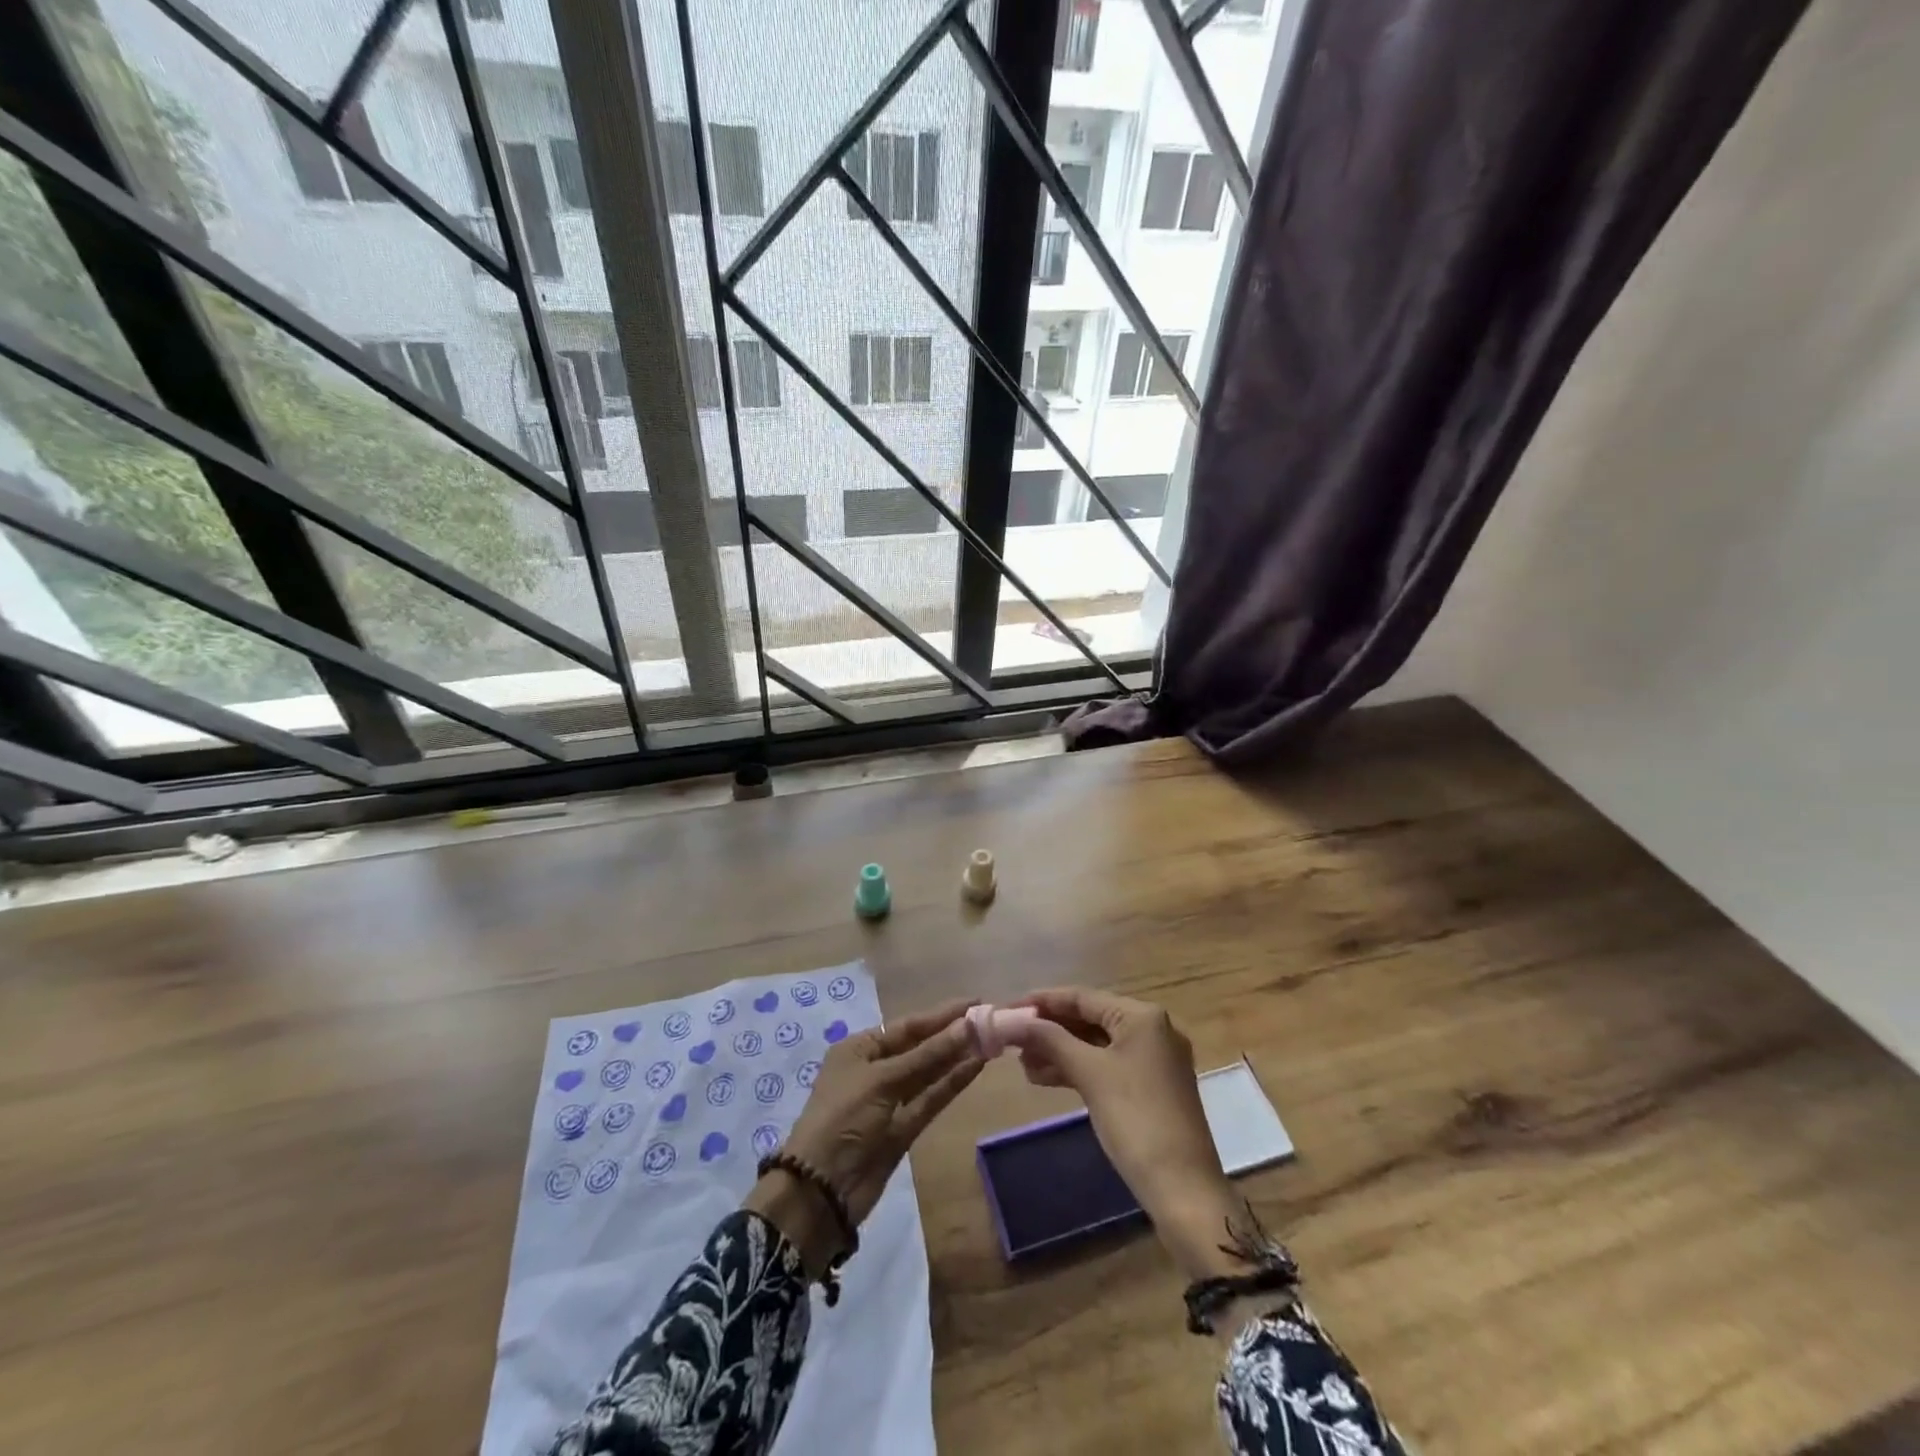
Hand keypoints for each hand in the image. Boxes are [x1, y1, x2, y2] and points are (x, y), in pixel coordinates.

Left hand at [746, 997, 981, 1271]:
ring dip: (956, 1057)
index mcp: (859, 1049)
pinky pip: (931, 1098)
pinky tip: (975, 1067)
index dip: (940, 1015)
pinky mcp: (904, 1128)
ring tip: (990, 1040)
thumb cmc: (843, 1118)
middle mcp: (875, 1070)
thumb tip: (966, 1025)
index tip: (974, 1002)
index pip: (906, 1026)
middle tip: (989, 1021)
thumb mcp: (882, 1080)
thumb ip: (926, 1055)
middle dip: (951, 1035)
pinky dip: (951, 1084)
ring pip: (928, 1073)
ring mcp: (890, 1100)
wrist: (822, 1189)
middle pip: (919, 1047)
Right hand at [1005, 987, 1243, 1279]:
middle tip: (1012, 1040)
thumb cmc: (1136, 1120)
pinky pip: (1107, 1065)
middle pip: (1089, 1018)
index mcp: (1142, 1016)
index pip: (1082, 997)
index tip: (1008, 1009)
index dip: (1042, 1001)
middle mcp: (1152, 1029)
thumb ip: (1051, 1041)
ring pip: (1096, 1044)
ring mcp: (1154, 1060)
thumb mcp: (1090, 1075)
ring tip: (1023, 1064)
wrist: (1183, 1189)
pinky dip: (1078, 1069)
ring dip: (1060, 1051)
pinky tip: (1046, 1078)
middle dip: (1050, 1029)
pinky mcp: (1151, 1087)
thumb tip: (1015, 1021)